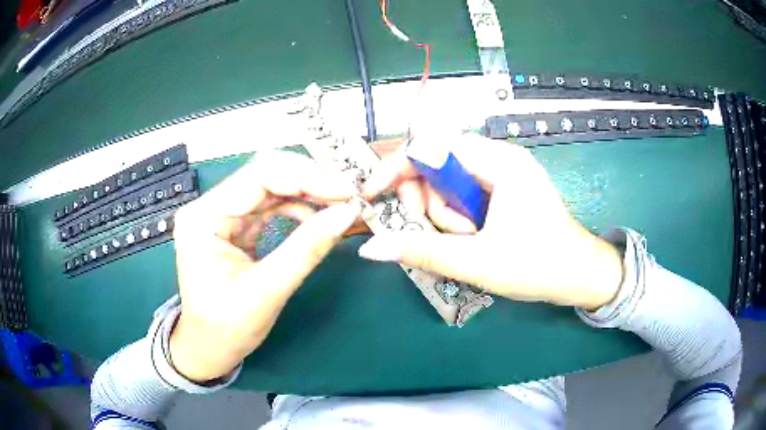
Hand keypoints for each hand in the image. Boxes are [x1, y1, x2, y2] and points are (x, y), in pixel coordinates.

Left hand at [169, 151, 360, 381]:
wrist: (210, 348)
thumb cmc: (227, 327)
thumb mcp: (267, 291)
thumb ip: (306, 249)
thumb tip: (347, 213)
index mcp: (203, 218)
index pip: (257, 178)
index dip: (305, 178)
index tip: (346, 190)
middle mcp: (208, 207)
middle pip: (264, 176)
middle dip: (309, 182)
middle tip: (348, 193)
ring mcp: (220, 214)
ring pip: (269, 188)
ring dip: (306, 193)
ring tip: (338, 204)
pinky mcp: (233, 226)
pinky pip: (268, 206)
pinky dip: (296, 208)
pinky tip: (316, 217)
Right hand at [361, 134, 622, 309]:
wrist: (581, 277)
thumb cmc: (539, 266)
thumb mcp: (477, 262)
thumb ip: (422, 251)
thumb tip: (371, 248)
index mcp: (500, 162)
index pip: (433, 147)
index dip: (397, 168)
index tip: (372, 193)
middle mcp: (501, 159)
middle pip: (438, 165)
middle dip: (430, 203)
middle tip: (446, 236)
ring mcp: (504, 174)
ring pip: (449, 184)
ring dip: (446, 216)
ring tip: (469, 242)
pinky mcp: (505, 189)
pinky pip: (464, 195)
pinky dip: (457, 217)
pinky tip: (472, 238)